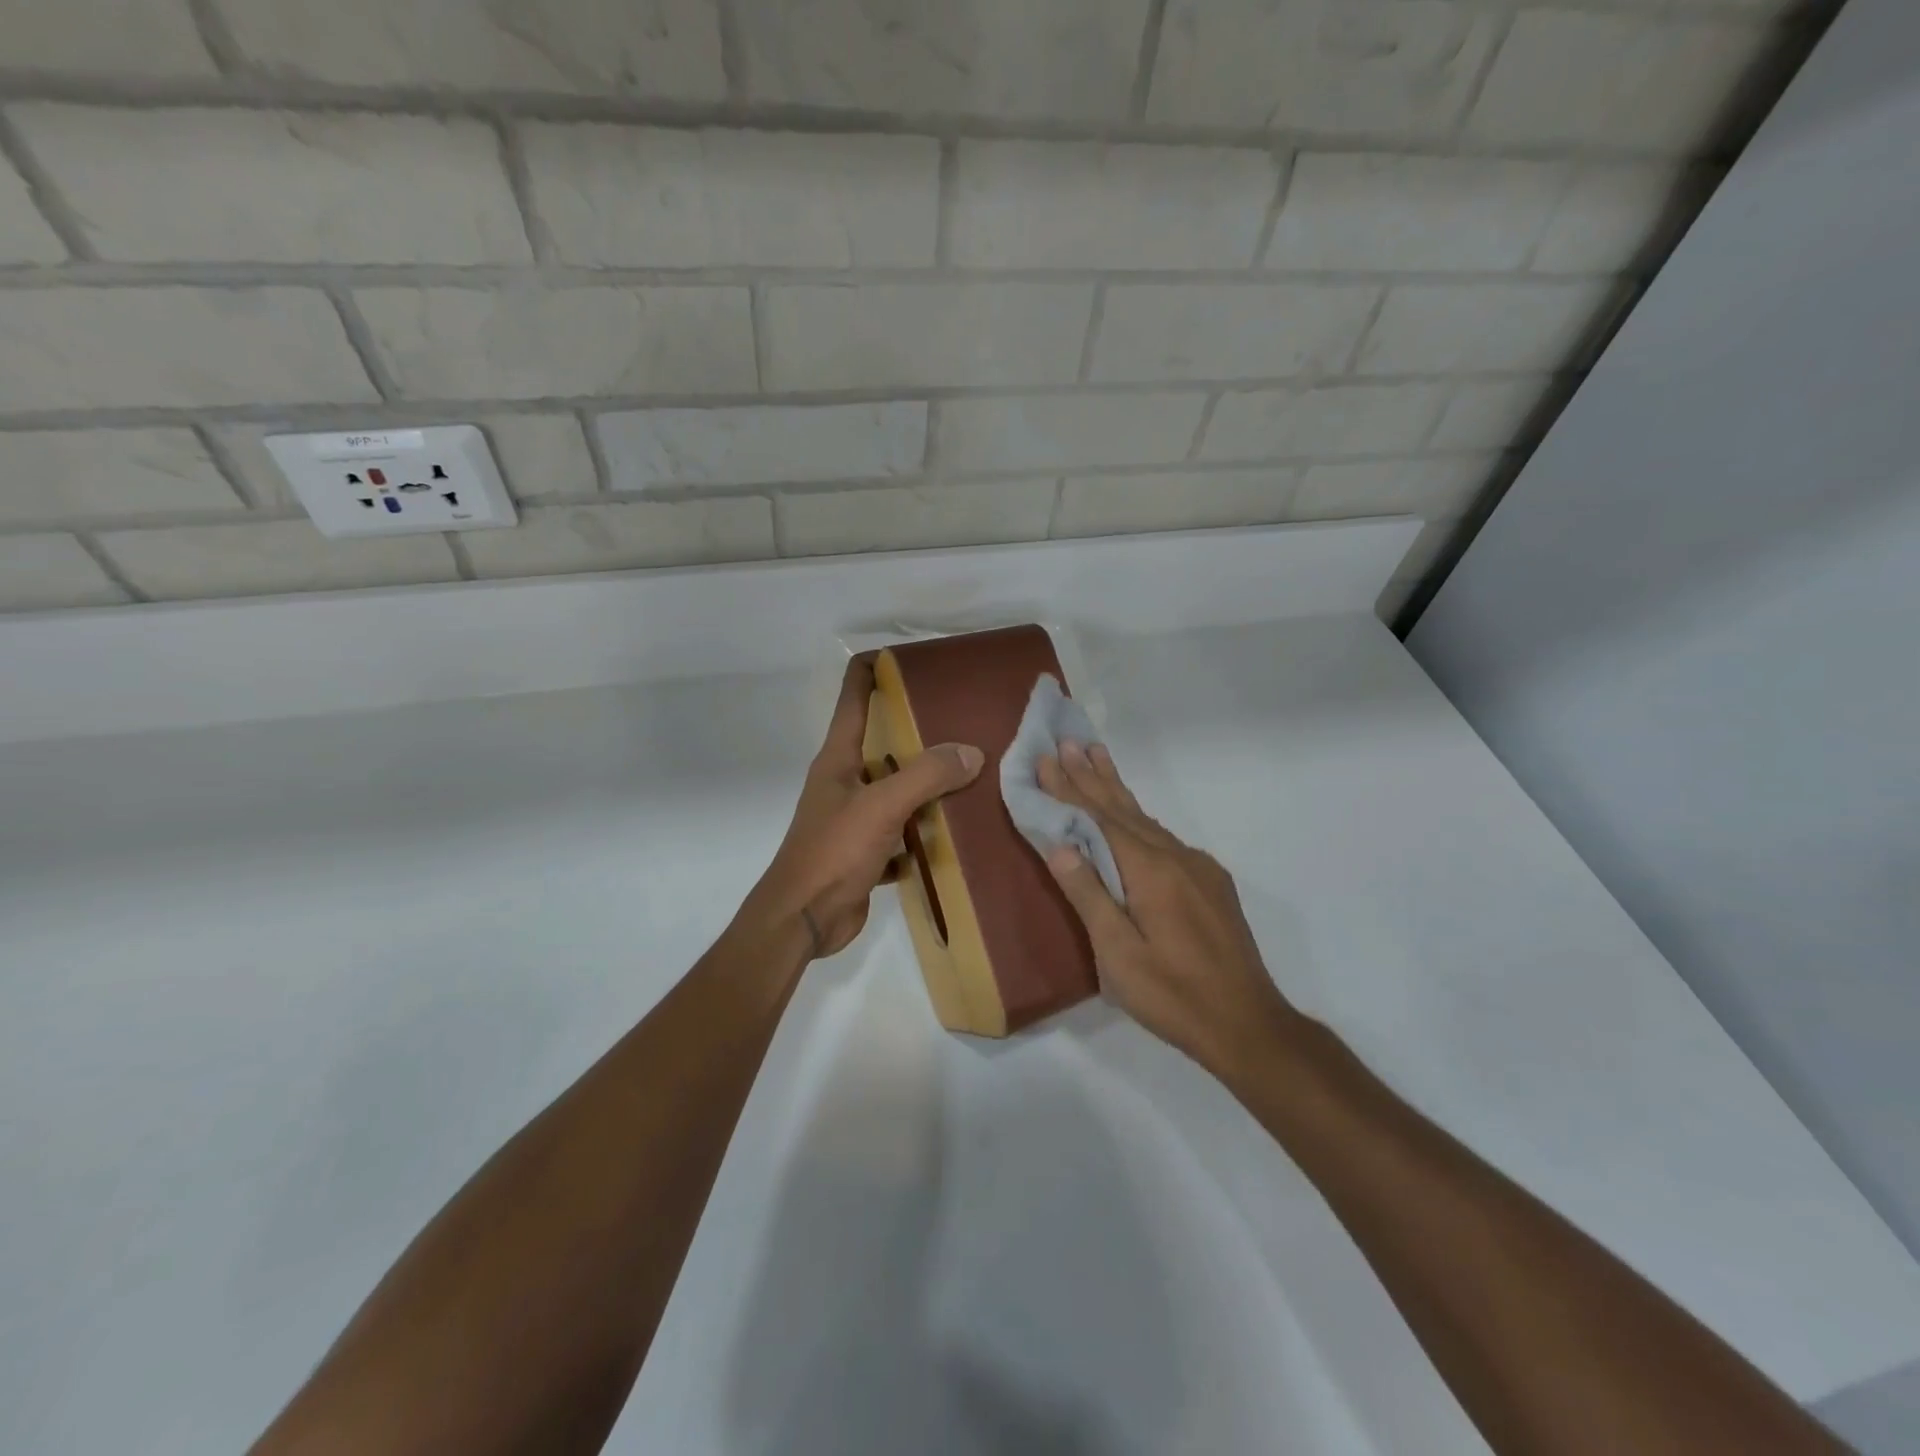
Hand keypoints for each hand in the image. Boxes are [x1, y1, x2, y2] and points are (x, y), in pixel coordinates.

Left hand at [746, 656, 983, 959]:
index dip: (870, 672)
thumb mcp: (881, 807)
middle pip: (881, 744)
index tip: (903, 655)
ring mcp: (854, 819)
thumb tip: (972, 752)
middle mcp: (844, 783)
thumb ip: (926, 776)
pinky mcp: (865, 852)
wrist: (803, 919)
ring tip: (969, 771)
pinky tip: (955, 830)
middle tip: (960, 716)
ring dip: (925, 784)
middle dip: (916, 730)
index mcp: (837, 760)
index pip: (852, 700)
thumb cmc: (833, 852)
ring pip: (895, 790)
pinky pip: (902, 833)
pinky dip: (924, 831)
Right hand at [1038, 742, 1299, 1078]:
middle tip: (1070, 740)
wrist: (1248, 1024)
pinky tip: (1132, 817)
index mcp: (1150, 871)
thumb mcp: (1118, 954)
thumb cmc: (1172, 995)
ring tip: (1097, 757)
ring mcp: (1199, 869)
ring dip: (1116, 790)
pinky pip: (1165, 838)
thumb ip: (1089, 895)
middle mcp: (1176, 857)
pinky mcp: (1211, 884)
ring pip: (1147, 820)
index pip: (1099, 818)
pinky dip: (1138, 818)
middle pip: (1124, 808)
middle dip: (1092, 775)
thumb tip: (1059, 843)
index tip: (1046, 756)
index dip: (1069, 788)